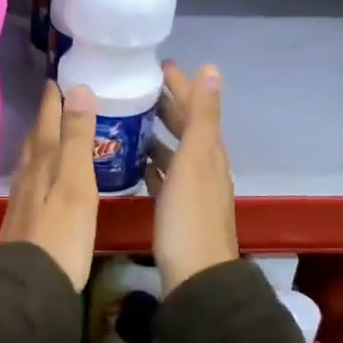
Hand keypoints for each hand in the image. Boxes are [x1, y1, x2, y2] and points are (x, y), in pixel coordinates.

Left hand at [0, 82, 98, 291]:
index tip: (55, 77)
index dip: (52, 100)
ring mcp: (22, 200)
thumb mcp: (76, 182)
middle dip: (46, 118)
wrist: (30, 286)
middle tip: (56, 100)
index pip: (46, 121)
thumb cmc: (62, 234)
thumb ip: (77, 138)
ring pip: (31, 161)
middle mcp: (28, 176)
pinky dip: (41, 169)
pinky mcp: (24, 222)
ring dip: (41, 143)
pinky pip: (33, 182)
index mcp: (43, 162)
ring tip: (52, 133)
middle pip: (36, 139)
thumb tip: (77, 89)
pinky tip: (46, 179)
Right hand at [147, 61, 236, 294]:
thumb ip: (202, 116)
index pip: (194, 109)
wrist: (196, 276)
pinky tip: (135, 163)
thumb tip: (211, 69)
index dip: (180, 86)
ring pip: (173, 152)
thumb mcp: (195, 160)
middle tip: (139, 88)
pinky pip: (163, 176)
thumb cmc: (189, 216)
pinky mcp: (175, 210)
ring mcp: (190, 190)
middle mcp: (203, 167)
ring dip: (157, 134)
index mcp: (208, 152)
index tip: (159, 65)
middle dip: (167, 105)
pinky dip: (152, 163)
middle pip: (185, 128)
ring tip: (130, 119)